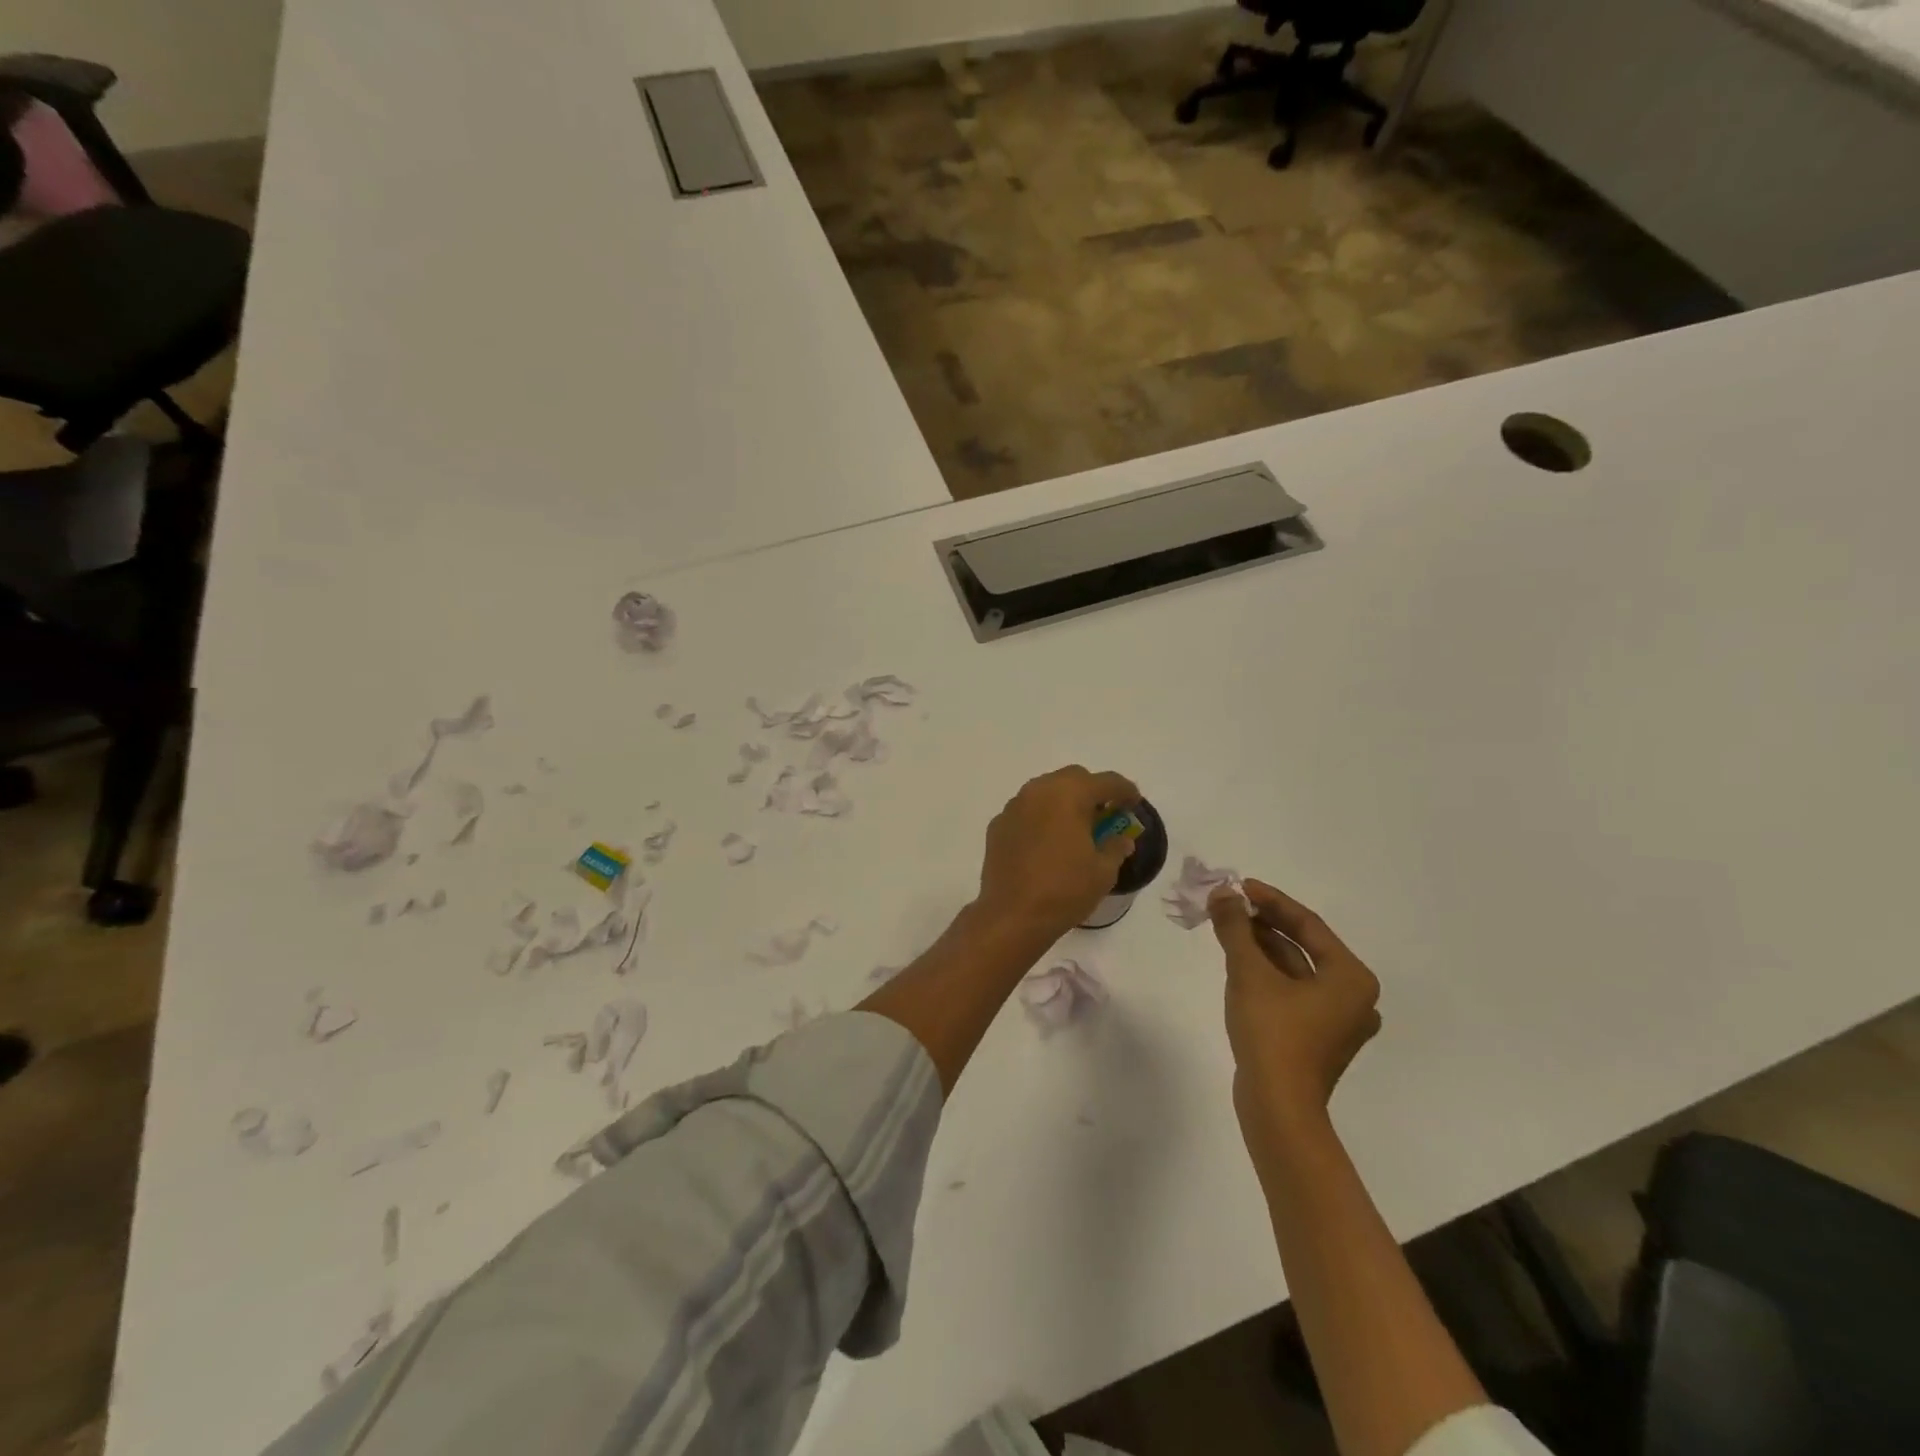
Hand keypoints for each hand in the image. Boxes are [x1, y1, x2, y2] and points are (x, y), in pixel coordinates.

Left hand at [976, 766, 1138, 938]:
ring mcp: (1014, 806)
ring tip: (1075, 827)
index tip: (1134, 803)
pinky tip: (1047, 842)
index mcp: (1069, 795)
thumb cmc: (1064, 890)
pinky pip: (1026, 811)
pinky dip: (1041, 818)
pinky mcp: (998, 825)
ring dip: (1064, 801)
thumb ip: (1116, 847)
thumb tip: (1121, 839)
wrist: (1012, 915)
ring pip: (1046, 791)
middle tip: (1104, 814)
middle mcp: (1038, 791)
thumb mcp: (1103, 872)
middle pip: (1073, 778)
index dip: (1125, 790)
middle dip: (1092, 791)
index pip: (1106, 781)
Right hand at [1210, 879, 1380, 1141]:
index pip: (1307, 924)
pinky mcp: (1317, 1039)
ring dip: (1261, 947)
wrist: (1277, 1107)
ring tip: (1227, 928)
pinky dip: (1267, 973)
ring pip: (1295, 970)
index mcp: (1351, 977)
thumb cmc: (1272, 1033)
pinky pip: (1292, 992)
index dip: (1270, 900)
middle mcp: (1353, 997)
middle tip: (1228, 905)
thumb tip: (1222, 893)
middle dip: (1263, 923)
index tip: (1239, 885)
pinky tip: (1239, 962)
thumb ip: (1236, 927)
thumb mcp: (1249, 972)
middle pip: (1303, 946)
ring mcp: (1337, 1021)